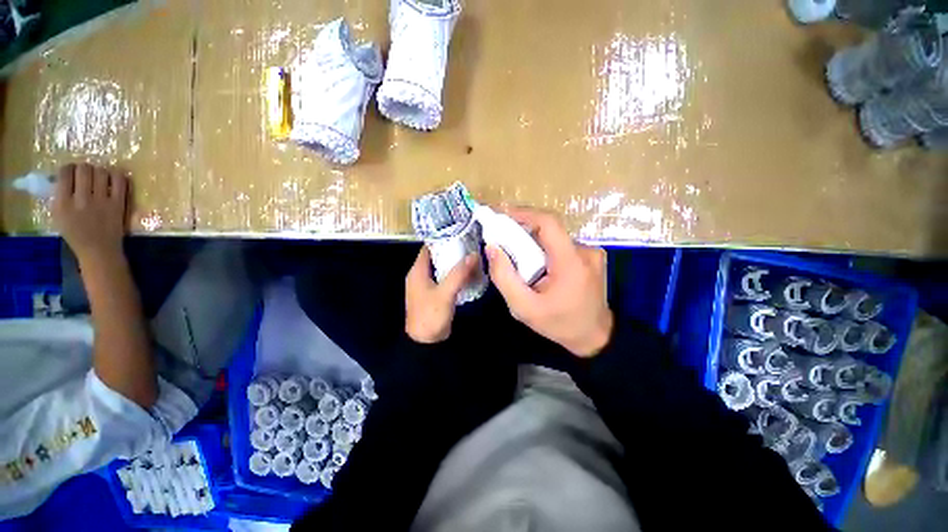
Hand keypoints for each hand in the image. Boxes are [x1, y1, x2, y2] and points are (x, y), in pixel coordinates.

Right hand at [52, 163, 129, 263]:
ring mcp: (102, 201)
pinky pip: (120, 181)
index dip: (69, 168)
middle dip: (84, 168)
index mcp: (63, 203)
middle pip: (84, 169)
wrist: (99, 250)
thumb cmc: (76, 234)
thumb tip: (61, 176)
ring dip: (100, 171)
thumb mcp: (58, 215)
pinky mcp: (118, 204)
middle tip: (86, 174)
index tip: (72, 172)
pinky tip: (113, 180)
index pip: (65, 173)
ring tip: (99, 177)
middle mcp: (82, 200)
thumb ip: (58, 195)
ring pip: (101, 172)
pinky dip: (117, 176)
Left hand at [405, 246, 478, 343]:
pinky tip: (468, 273)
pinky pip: (445, 280)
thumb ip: (459, 273)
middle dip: (452, 251)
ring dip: (454, 264)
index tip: (458, 233)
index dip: (441, 239)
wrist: (426, 342)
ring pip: (442, 269)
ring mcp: (427, 286)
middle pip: (436, 258)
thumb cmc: (431, 315)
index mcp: (417, 272)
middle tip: (470, 244)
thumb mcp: (445, 293)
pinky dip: (455, 275)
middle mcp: (420, 276)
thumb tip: (474, 254)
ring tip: (472, 256)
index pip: (428, 248)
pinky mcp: (434, 294)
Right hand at [486, 208, 612, 356]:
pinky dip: (543, 248)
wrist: (594, 336)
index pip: (548, 223)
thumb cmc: (559, 324)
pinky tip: (534, 263)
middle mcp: (585, 251)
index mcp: (571, 262)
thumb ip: (504, 277)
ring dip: (532, 240)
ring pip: (553, 237)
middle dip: (522, 228)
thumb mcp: (524, 309)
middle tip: (500, 236)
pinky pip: (560, 244)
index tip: (500, 213)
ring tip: (514, 254)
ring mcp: (591, 252)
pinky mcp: (591, 256)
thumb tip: (492, 247)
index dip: (523, 213)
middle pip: (549, 228)